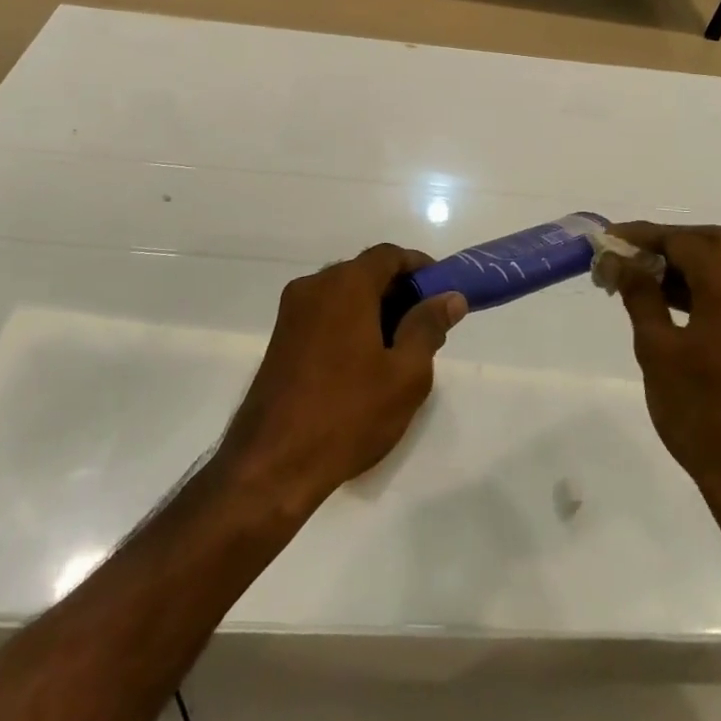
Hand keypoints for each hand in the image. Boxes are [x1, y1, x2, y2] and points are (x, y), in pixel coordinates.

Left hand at [220, 245, 465, 512]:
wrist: (271, 465)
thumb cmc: (347, 414)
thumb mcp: (405, 374)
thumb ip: (428, 327)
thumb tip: (449, 297)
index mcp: (345, 284)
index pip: (388, 255)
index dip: (420, 267)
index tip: (443, 291)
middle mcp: (314, 287)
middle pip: (365, 272)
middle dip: (399, 291)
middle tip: (427, 325)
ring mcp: (292, 313)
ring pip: (344, 295)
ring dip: (375, 309)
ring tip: (401, 349)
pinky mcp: (281, 339)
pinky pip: (325, 315)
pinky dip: (350, 323)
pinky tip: (366, 363)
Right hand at [598, 224, 720, 512]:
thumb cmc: (701, 411)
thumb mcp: (657, 349)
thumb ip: (639, 294)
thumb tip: (618, 259)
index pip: (685, 241)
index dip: (644, 235)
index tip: (607, 239)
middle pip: (713, 242)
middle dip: (668, 241)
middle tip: (629, 254)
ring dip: (685, 262)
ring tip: (639, 276)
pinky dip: (701, 284)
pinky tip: (666, 301)